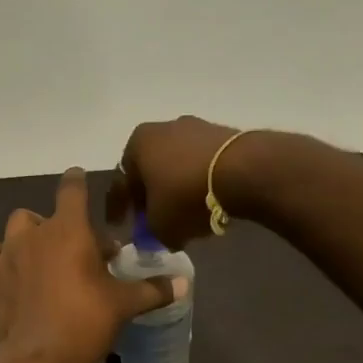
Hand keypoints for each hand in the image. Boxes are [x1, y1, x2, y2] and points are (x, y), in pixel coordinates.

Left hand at [0, 169, 174, 362]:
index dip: (77, 180)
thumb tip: (183, 284)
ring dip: (28, 236)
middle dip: (62, 227)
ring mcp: (9, 253)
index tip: (80, 177)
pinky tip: (7, 268)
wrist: (40, 356)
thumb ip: (153, 289)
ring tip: (43, 257)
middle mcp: (35, 232)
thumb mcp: (125, 304)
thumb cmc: (86, 320)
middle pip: (45, 214)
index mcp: (69, 228)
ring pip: (16, 228)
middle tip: (80, 252)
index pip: (72, 188)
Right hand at [106, 115, 248, 248]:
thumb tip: (160, 235)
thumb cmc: (187, 195)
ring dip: (177, 188)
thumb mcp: (160, 226)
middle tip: (153, 219)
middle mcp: (163, 128)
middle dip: (151, 195)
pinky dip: (201, 182)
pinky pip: (203, 164)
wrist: (244, 170)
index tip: (119, 225)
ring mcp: (196, 127)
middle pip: (150, 170)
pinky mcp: (225, 134)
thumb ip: (152, 232)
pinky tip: (208, 202)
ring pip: (177, 165)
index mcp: (137, 144)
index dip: (118, 208)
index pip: (121, 182)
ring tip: (185, 214)